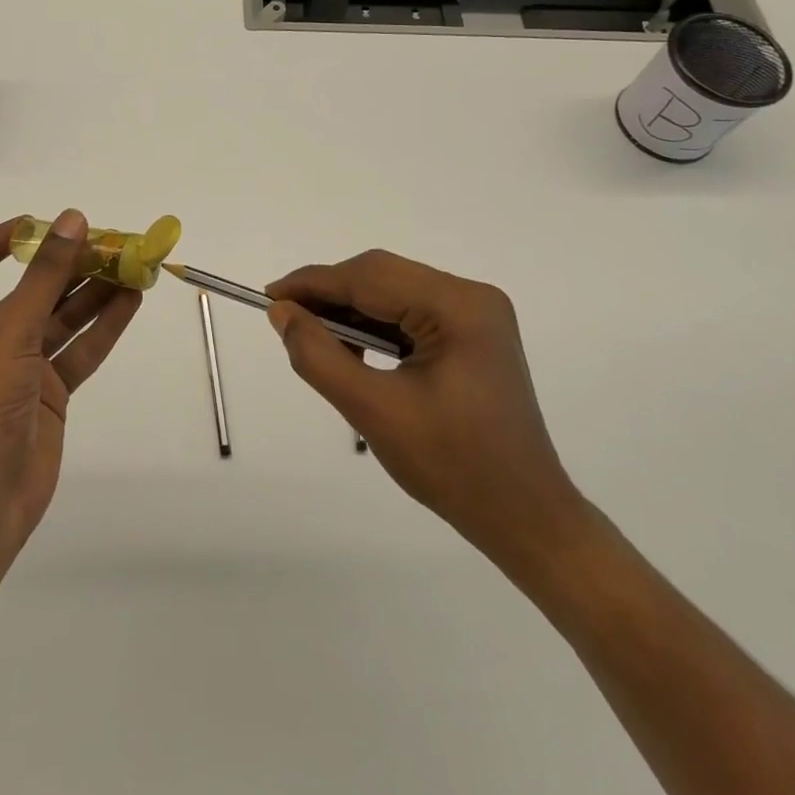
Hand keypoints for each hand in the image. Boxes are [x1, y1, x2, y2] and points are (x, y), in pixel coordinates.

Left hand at [0, 210, 140, 558]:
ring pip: (59, 319)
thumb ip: (46, 274)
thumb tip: (73, 219)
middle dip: (67, 266)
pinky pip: (77, 351)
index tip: (38, 224)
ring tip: (132, 266)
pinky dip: (102, 327)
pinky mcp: (47, 395)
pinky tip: (131, 302)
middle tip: (109, 243)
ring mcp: (18, 369)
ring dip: (93, 293)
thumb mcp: (11, 329)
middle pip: (28, 290)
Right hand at [266, 250, 585, 575]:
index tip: (269, 298)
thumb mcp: (374, 411)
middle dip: (331, 296)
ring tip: (318, 342)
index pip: (369, 277)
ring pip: (392, 292)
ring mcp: (476, 314)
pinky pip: (409, 313)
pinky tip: (354, 352)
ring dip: (351, 312)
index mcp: (458, 307)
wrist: (525, 518)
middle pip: (382, 277)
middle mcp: (472, 296)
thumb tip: (282, 312)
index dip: (313, 283)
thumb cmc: (453, 467)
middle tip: (287, 322)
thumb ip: (319, 356)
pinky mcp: (472, 334)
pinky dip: (375, 327)